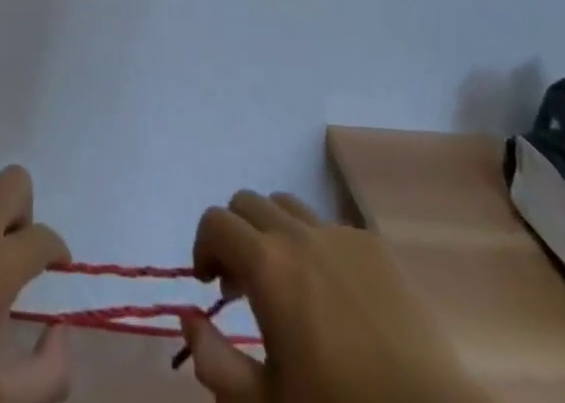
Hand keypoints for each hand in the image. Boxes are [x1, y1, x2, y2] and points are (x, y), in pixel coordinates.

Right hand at [182, 191, 489, 402]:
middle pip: (247, 202)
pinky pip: (328, 226)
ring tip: (285, 283)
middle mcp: (299, 233)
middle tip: (243, 286)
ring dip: (271, 232)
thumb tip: (189, 317)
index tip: (211, 287)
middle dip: (234, 235)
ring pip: (287, 205)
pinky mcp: (375, 245)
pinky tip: (332, 298)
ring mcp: (340, 234)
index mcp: (267, 265)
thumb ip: (214, 361)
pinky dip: (313, 246)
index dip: (203, 247)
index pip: (215, 221)